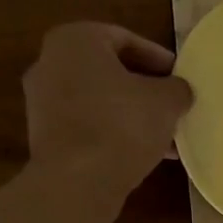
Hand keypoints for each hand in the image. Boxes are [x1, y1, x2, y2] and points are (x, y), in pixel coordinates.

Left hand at [24, 22, 191, 198]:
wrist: (77, 182)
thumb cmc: (122, 125)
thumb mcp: (166, 102)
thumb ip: (177, 89)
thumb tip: (178, 91)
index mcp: (75, 40)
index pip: (125, 39)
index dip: (159, 59)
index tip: (180, 78)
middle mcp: (49, 64)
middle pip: (109, 72)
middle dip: (145, 90)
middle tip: (173, 106)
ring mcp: (41, 103)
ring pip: (99, 102)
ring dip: (132, 116)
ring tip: (166, 137)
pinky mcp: (44, 137)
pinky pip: (87, 126)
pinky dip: (113, 134)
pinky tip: (144, 155)